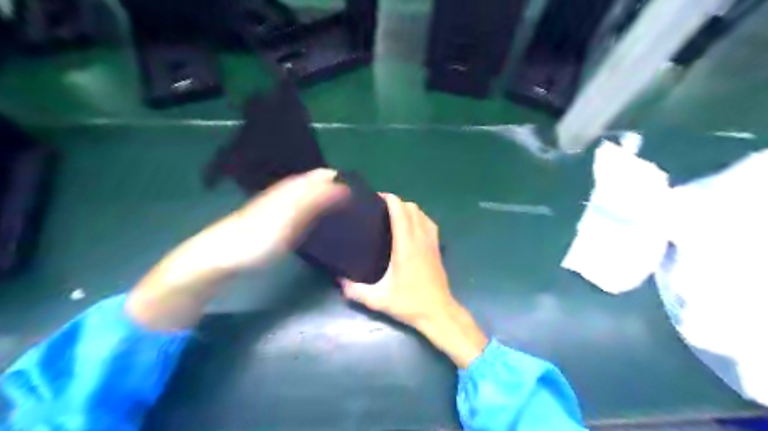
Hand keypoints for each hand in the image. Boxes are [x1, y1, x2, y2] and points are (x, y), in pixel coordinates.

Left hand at [126, 169, 346, 329]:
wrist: (218, 257)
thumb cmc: (256, 239)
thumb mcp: (290, 219)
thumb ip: (315, 201)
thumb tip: (342, 186)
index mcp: (291, 189)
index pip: (322, 176)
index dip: (340, 180)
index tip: (360, 192)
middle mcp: (286, 193)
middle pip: (315, 184)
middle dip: (335, 190)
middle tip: (355, 205)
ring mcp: (277, 207)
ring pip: (307, 196)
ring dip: (325, 200)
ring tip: (342, 213)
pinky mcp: (272, 221)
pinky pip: (299, 210)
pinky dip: (313, 212)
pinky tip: (317, 223)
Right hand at [339, 194, 450, 328]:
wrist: (438, 312)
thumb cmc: (409, 304)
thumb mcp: (378, 300)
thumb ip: (355, 290)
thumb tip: (339, 280)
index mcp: (405, 246)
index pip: (400, 212)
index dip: (390, 199)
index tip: (376, 197)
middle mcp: (420, 239)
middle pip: (411, 208)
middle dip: (396, 202)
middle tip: (380, 208)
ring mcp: (431, 242)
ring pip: (422, 213)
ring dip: (408, 208)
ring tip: (393, 214)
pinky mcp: (437, 248)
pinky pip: (429, 223)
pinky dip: (419, 217)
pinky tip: (411, 226)